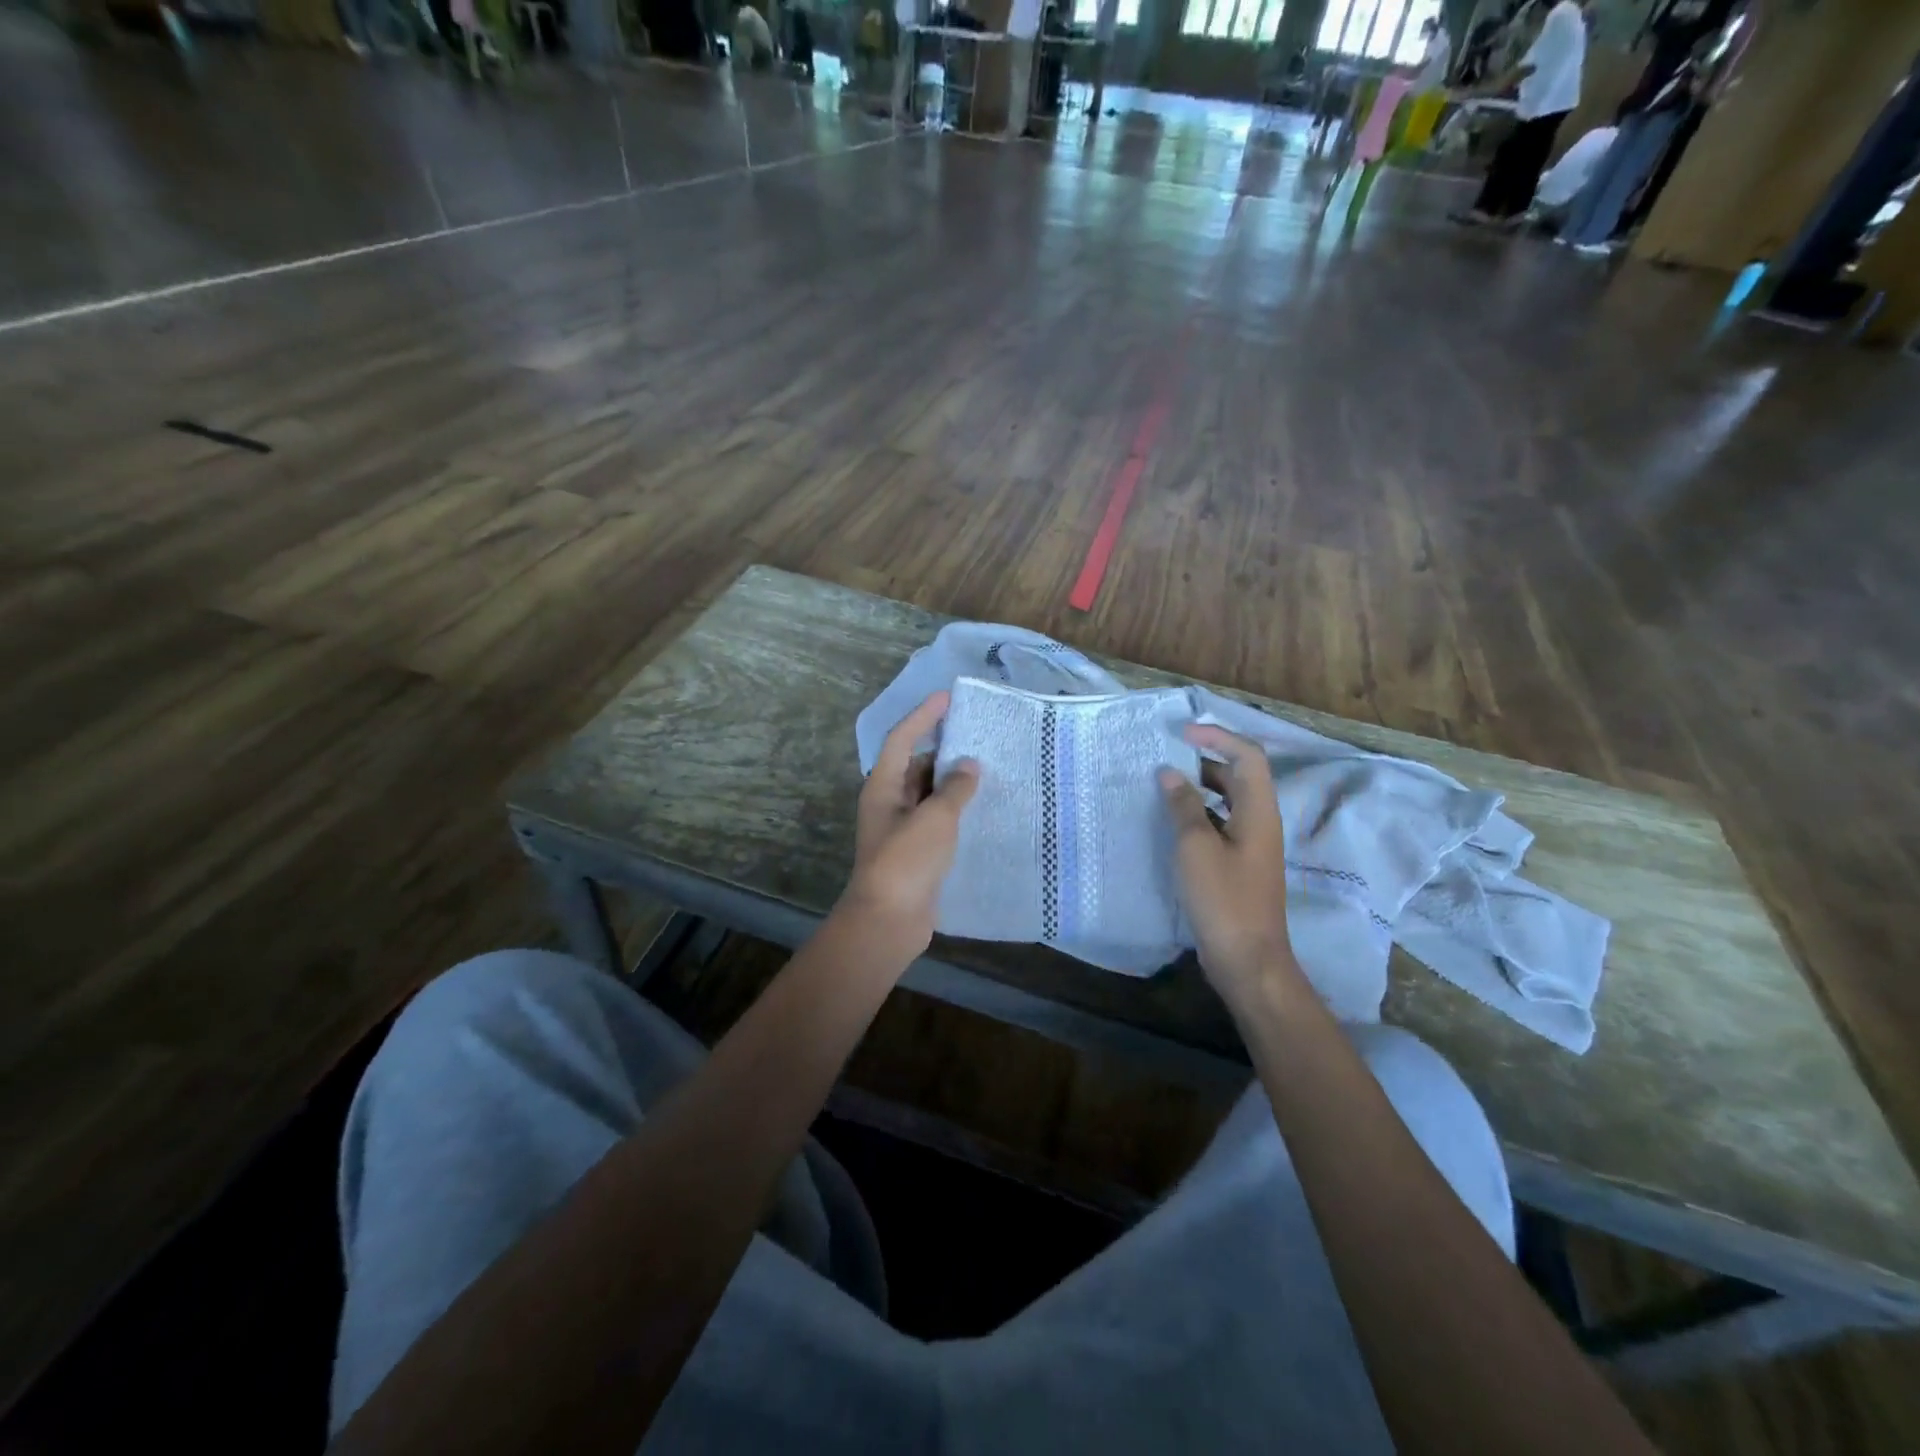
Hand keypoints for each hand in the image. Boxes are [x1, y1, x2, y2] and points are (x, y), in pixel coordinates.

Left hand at [843, 692, 979, 954]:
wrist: (889, 921)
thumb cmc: (906, 861)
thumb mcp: (935, 818)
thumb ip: (954, 788)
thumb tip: (969, 766)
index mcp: (883, 786)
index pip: (902, 738)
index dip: (924, 716)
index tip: (948, 698)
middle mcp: (889, 802)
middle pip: (916, 765)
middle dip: (944, 750)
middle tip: (980, 737)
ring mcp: (902, 828)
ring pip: (929, 794)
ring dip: (953, 782)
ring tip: (989, 769)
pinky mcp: (917, 851)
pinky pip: (938, 819)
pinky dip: (957, 810)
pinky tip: (983, 808)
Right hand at [1159, 725, 1295, 1009]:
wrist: (1248, 959)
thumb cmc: (1223, 899)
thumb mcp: (1196, 847)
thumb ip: (1183, 806)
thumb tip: (1169, 774)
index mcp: (1258, 811)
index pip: (1248, 755)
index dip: (1217, 737)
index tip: (1181, 735)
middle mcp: (1260, 822)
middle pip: (1239, 775)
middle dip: (1205, 760)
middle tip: (1165, 758)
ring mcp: (1252, 845)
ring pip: (1228, 801)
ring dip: (1199, 788)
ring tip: (1162, 786)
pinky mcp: (1240, 865)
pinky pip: (1220, 824)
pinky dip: (1198, 814)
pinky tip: (1170, 823)